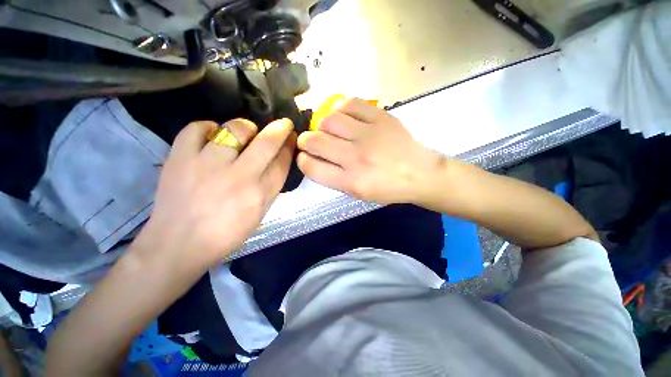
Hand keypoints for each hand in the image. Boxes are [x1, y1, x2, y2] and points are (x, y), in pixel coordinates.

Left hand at [138, 118, 295, 269]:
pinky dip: (208, 126)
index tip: (292, 138)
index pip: (282, 162)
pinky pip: (197, 128)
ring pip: (235, 129)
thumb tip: (277, 162)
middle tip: (284, 123)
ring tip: (245, 132)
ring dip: (246, 127)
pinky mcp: (180, 158)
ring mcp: (207, 165)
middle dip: (280, 129)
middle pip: (267, 143)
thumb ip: (270, 187)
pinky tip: (212, 134)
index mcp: (260, 194)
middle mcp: (239, 176)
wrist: (178, 244)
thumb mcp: (259, 214)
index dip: (289, 147)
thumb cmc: (225, 234)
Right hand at [297, 98, 442, 203]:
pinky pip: (350, 104)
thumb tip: (314, 158)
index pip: (311, 167)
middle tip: (311, 141)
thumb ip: (334, 178)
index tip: (305, 157)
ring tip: (330, 130)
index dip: (302, 160)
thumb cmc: (388, 188)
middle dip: (305, 141)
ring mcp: (369, 135)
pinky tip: (345, 117)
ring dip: (322, 125)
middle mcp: (356, 158)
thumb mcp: (358, 194)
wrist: (420, 173)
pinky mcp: (380, 117)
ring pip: (328, 120)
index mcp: (351, 182)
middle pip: (314, 141)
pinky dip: (341, 109)